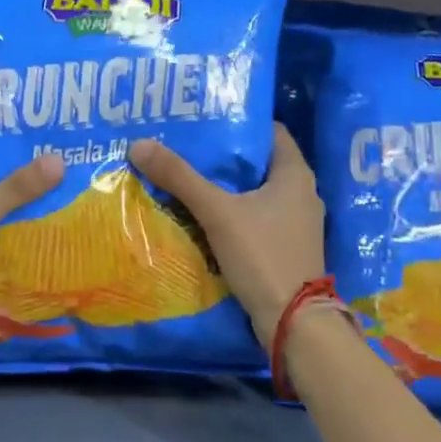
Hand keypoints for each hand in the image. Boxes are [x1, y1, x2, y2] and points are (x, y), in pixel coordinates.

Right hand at [129, 123, 324, 350]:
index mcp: (295, 174)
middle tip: (186, 146)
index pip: (269, 132)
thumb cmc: (263, 255)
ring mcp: (296, 223)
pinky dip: (233, 213)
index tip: (205, 119)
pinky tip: (204, 215)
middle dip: (224, 156)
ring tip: (188, 177)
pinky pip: (256, 218)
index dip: (239, 122)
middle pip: (258, 163)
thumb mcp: (217, 212)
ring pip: (256, 193)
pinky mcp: (286, 247)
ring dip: (227, 187)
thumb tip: (139, 144)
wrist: (293, 322)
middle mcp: (301, 193)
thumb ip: (179, 178)